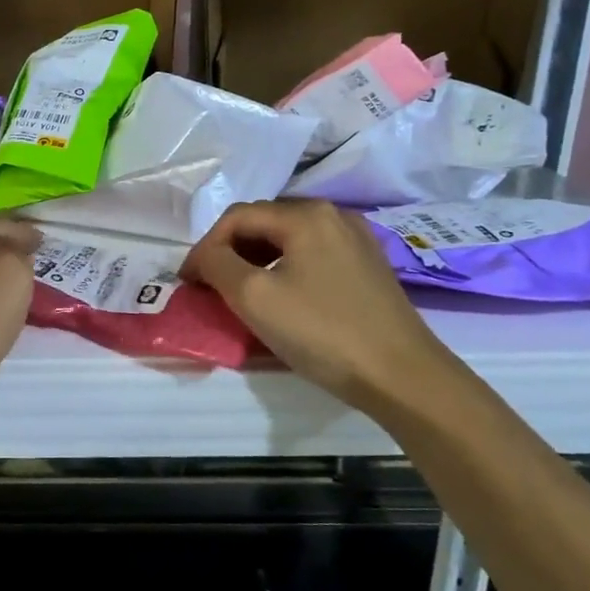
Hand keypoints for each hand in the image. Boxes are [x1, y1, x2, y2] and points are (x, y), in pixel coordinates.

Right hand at [182, 200, 452, 405]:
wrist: (402, 375)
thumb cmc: (321, 332)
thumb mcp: (253, 297)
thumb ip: (217, 264)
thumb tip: (205, 255)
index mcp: (305, 215)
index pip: (236, 217)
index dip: (204, 247)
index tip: (188, 282)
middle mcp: (333, 215)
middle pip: (263, 222)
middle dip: (229, 251)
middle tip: (209, 286)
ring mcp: (356, 239)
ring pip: (288, 239)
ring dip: (255, 260)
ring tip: (239, 292)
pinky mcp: (368, 265)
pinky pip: (312, 254)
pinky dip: (285, 268)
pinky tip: (281, 296)